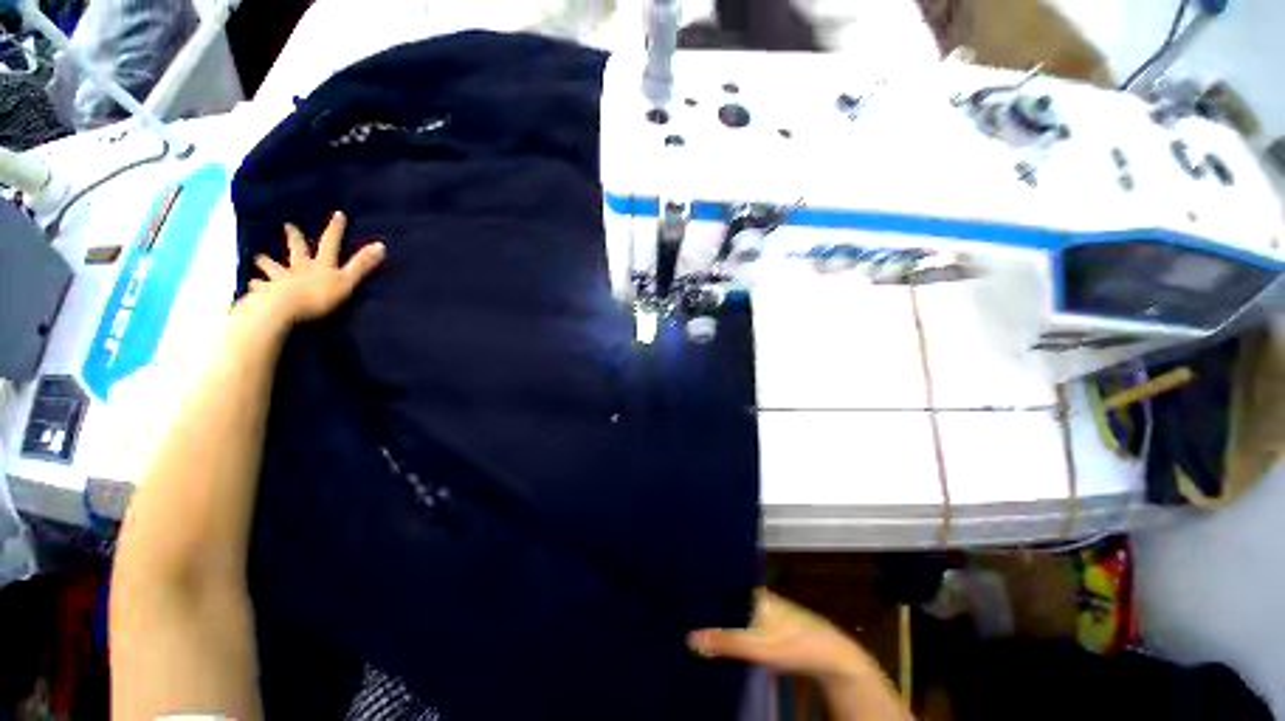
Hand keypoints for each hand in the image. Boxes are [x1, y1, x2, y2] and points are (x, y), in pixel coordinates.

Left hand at [246, 211, 385, 324]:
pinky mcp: (268, 292)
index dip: (336, 229)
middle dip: (295, 238)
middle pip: (297, 250)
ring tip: (260, 258)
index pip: (331, 243)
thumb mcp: (347, 281)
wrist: (284, 307)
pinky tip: (252, 285)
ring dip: (268, 262)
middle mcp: (299, 268)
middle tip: (288, 226)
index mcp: (320, 265)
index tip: (338, 214)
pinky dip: (258, 285)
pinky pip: (261, 287)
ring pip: (273, 267)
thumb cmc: (318, 295)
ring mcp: (281, 279)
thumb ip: (362, 265)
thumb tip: (381, 245)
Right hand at [689, 590, 870, 684]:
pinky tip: (720, 635)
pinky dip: (730, 625)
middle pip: (725, 596)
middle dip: (706, 603)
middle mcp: (756, 595)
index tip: (679, 591)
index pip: (720, 582)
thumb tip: (690, 638)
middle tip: (681, 611)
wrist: (829, 656)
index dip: (700, 586)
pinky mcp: (769, 622)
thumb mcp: (756, 646)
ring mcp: (764, 608)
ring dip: (718, 616)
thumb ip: (725, 642)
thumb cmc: (793, 644)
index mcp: (751, 591)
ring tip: (693, 621)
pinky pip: (742, 619)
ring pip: (734, 608)